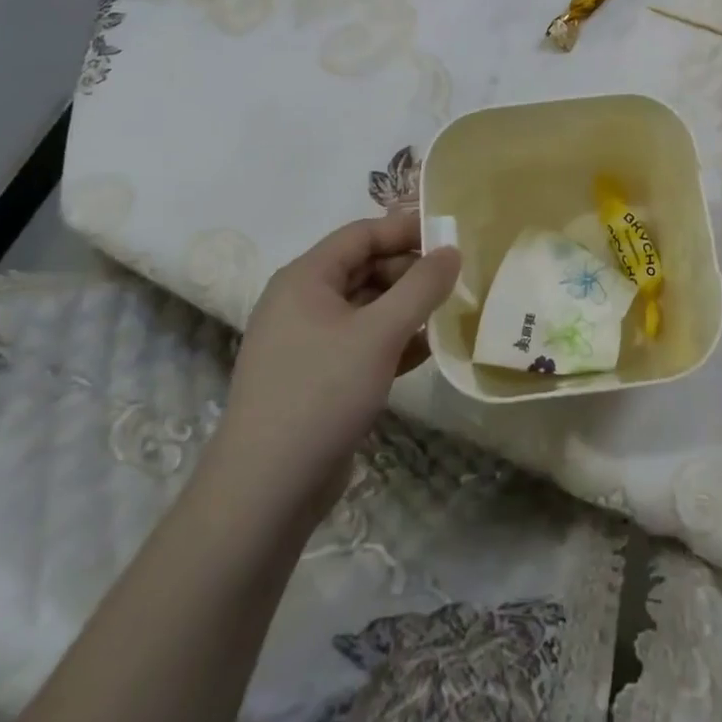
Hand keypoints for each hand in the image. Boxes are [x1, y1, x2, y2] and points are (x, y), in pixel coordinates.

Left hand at [208, 210, 458, 516]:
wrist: (265, 492)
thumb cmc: (321, 394)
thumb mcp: (380, 334)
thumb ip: (421, 287)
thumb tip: (452, 250)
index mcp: (305, 278)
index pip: (362, 234)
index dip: (407, 230)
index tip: (451, 237)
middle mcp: (302, 302)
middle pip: (365, 267)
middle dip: (410, 271)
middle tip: (456, 280)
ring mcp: (308, 342)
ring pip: (366, 307)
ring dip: (406, 307)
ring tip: (450, 311)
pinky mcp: (318, 377)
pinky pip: (362, 342)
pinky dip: (393, 340)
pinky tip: (429, 348)